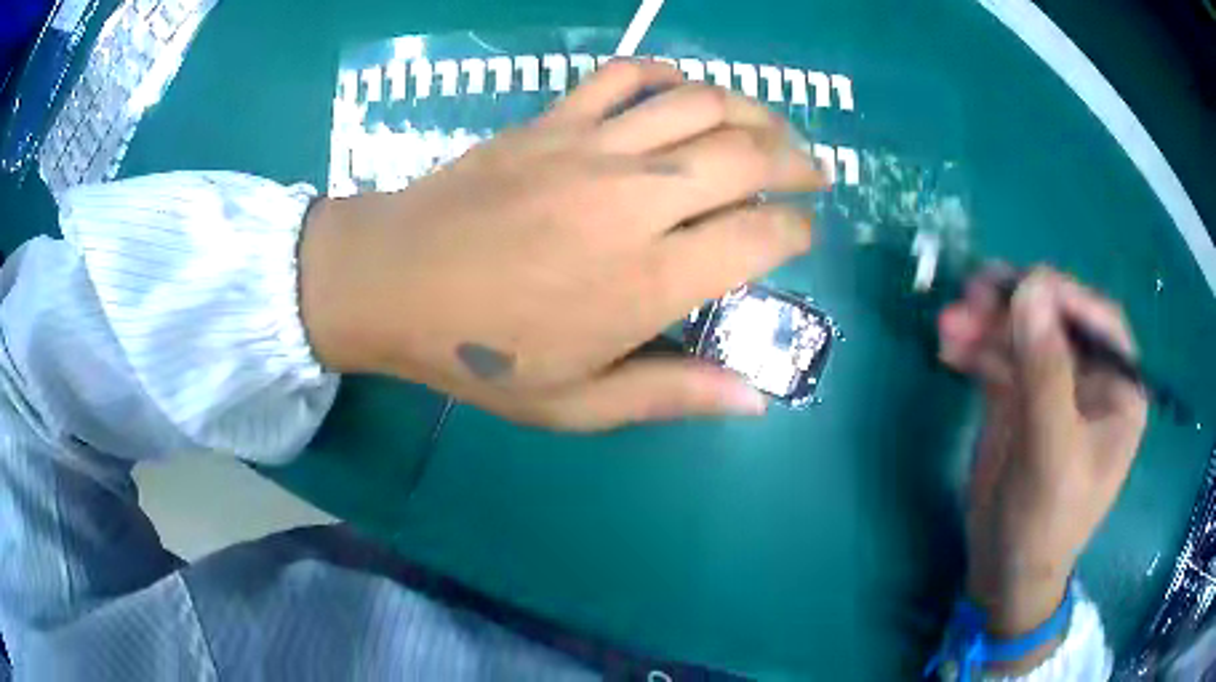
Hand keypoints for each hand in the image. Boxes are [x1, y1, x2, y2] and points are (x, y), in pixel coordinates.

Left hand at [300, 60, 826, 430]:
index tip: (802, 237)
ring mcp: (591, 147)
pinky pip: (625, 75)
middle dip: (796, 161)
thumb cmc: (478, 354)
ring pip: (699, 104)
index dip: (796, 233)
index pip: (759, 237)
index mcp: (647, 280)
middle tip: (813, 171)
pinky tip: (685, 90)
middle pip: (746, 156)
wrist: (390, 282)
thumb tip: (755, 399)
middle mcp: (635, 200)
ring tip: (771, 127)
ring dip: (751, 111)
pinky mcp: (553, 120)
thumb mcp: (576, 404)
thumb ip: (672, 395)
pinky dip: (667, 74)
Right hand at [937, 268, 1147, 641]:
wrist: (1004, 572)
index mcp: (1118, 390)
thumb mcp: (1052, 452)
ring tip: (948, 323)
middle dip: (1015, 307)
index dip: (1064, 296)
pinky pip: (998, 358)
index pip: (1099, 321)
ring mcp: (1051, 387)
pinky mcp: (1018, 398)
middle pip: (1055, 320)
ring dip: (986, 325)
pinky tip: (948, 349)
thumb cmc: (1046, 523)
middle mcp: (1089, 379)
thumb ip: (1046, 373)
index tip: (1021, 285)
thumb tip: (1029, 289)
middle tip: (973, 293)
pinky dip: (974, 349)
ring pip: (1022, 334)